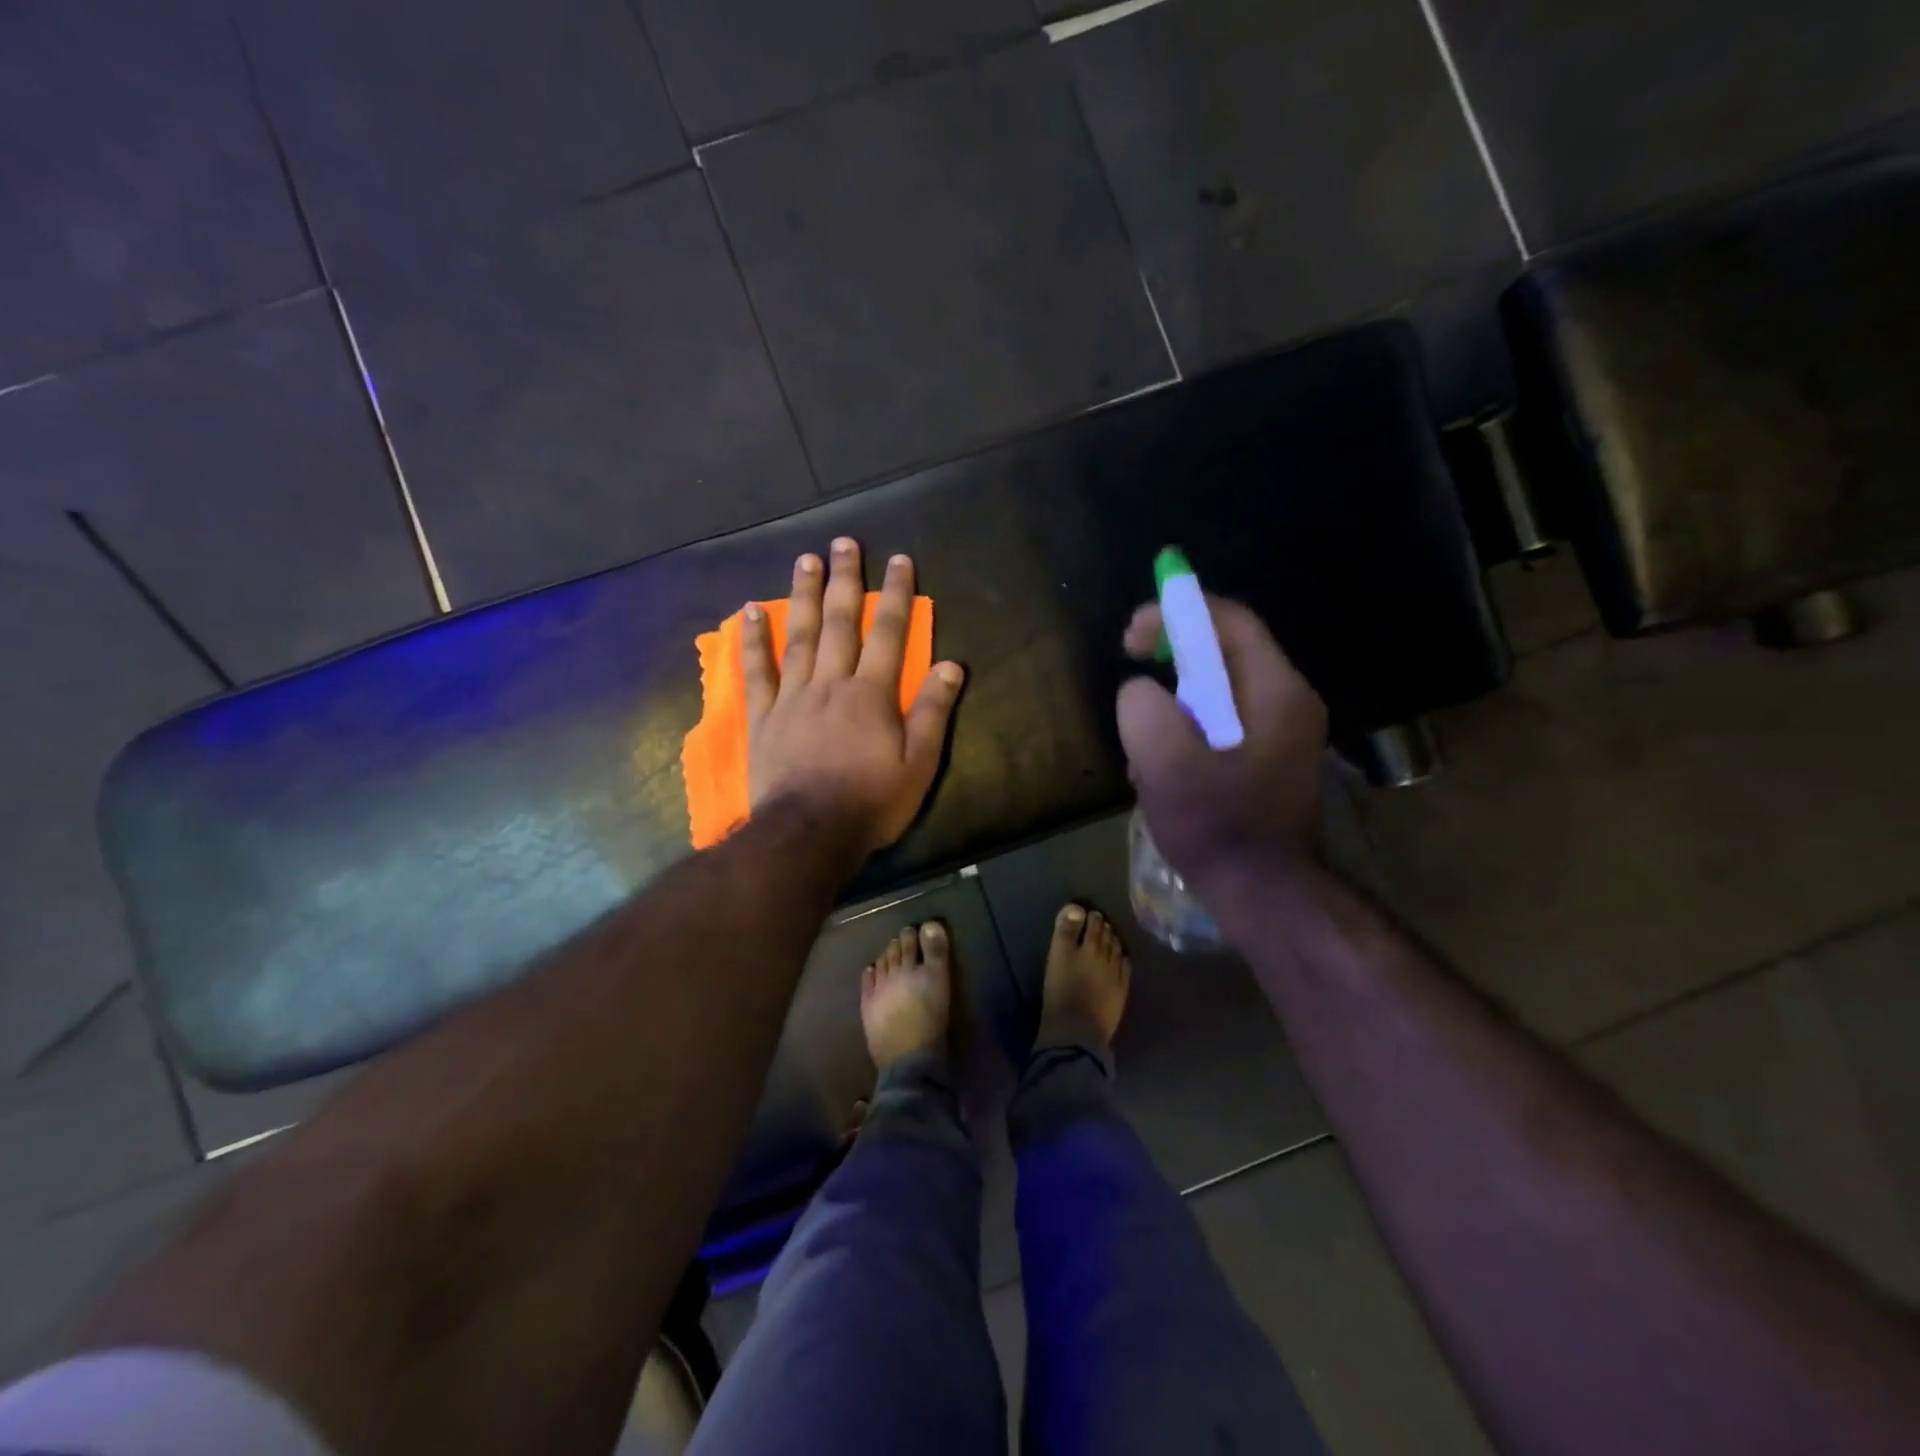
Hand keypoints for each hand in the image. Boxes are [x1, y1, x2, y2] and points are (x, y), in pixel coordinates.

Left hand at [745, 538, 964, 858]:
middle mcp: (832, 683)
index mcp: (872, 694)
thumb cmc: (871, 802)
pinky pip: (758, 671)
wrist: (808, 834)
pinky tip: (751, 611)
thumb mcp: (918, 764)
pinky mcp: (764, 717)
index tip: (899, 560)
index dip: (896, 595)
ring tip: (805, 559)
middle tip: (845, 542)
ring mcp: (793, 697)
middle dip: (846, 580)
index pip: (889, 634)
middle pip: (840, 623)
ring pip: (800, 636)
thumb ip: (933, 712)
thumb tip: (953, 665)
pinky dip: (754, 641)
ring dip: (804, 596)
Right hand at [1116, 595, 1326, 886]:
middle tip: (1132, 677)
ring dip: (1173, 706)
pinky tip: (1163, 772)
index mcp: (1276, 691)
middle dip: (1170, 661)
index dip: (1176, 613)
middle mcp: (1288, 702)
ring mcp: (1282, 734)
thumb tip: (1141, 692)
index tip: (1131, 636)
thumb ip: (1143, 707)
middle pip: (1223, 654)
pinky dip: (1186, 733)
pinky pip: (1220, 724)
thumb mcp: (1164, 761)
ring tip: (1144, 746)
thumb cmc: (1217, 825)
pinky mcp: (1267, 761)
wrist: (1263, 894)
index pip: (1229, 621)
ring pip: (1216, 692)